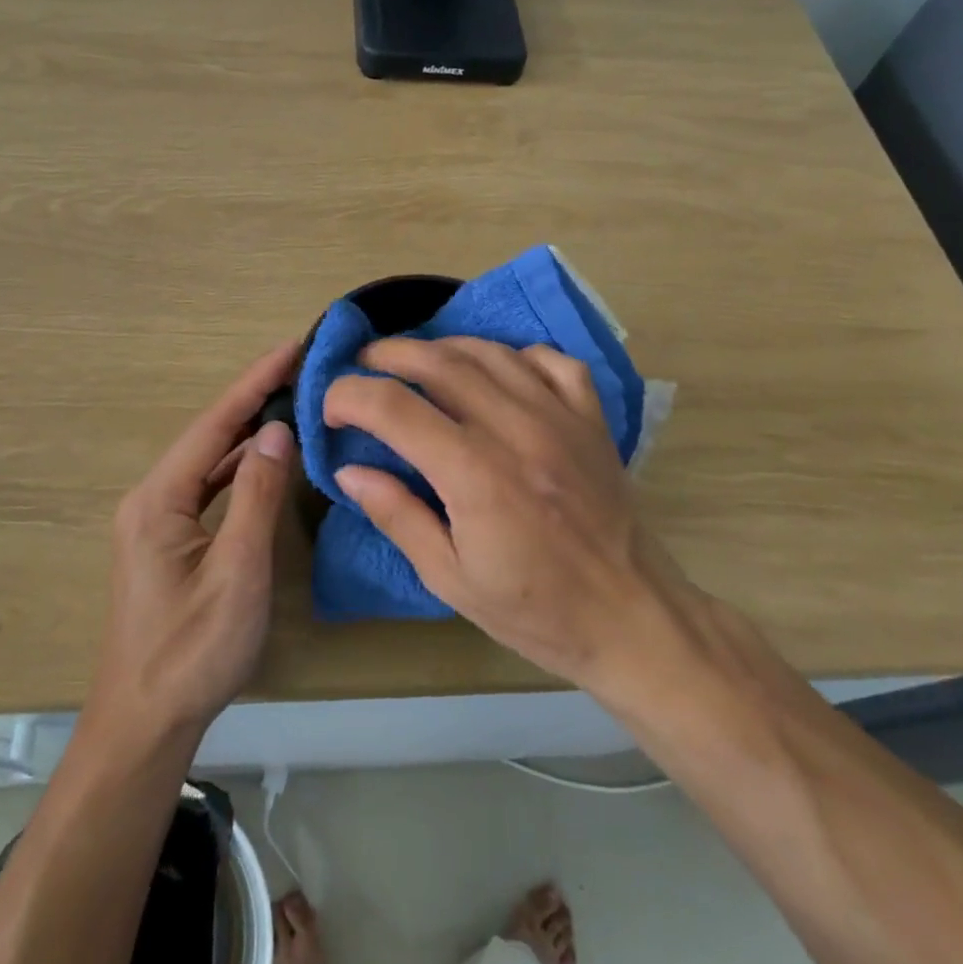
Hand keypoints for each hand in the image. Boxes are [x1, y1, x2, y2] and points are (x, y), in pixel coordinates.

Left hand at [90, 341, 299, 745]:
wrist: (144, 723)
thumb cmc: (192, 651)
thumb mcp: (237, 572)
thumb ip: (258, 497)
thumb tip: (277, 431)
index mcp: (159, 499)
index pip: (214, 424)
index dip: (254, 382)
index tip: (291, 347)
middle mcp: (152, 499)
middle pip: (209, 435)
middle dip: (253, 398)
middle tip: (302, 368)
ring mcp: (157, 520)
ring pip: (209, 461)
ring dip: (248, 432)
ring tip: (291, 400)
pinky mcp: (168, 540)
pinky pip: (208, 487)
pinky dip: (240, 467)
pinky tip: (266, 459)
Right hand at [323, 336, 691, 697]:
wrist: (631, 617)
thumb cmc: (534, 610)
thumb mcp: (451, 579)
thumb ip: (397, 516)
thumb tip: (349, 471)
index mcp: (474, 474)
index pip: (394, 407)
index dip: (349, 396)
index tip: (331, 408)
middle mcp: (515, 429)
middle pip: (438, 362)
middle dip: (388, 355)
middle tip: (362, 365)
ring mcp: (559, 416)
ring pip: (489, 352)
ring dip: (442, 347)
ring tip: (416, 362)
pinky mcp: (591, 417)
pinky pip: (549, 360)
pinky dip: (513, 354)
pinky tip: (496, 372)